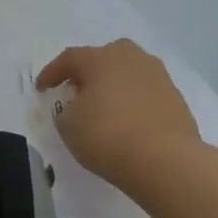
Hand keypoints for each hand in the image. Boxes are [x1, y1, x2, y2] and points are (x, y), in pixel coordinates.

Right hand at [35, 39, 201, 186]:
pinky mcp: (176, 98)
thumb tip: (77, 106)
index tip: (41, 89)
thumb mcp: (68, 125)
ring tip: (103, 106)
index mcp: (100, 59)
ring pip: (128, 72)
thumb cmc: (107, 136)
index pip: (69, 58)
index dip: (52, 73)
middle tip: (77, 90)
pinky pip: (145, 91)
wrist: (165, 160)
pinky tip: (126, 120)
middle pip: (104, 57)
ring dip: (113, 84)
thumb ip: (66, 110)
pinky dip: (132, 100)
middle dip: (88, 71)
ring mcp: (158, 76)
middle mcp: (131, 59)